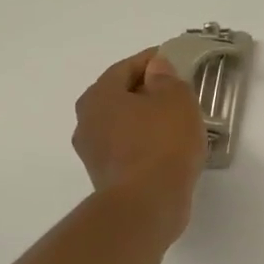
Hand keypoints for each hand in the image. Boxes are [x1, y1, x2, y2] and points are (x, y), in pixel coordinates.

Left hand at [72, 48, 207, 244]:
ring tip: (177, 122)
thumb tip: (156, 68)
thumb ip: (167, 78)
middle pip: (120, 95)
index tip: (174, 60)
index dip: (152, 60)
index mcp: (99, 95)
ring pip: (123, 124)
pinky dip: (145, 143)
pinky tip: (169, 148)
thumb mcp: (176, 100)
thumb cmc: (162, 142)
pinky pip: (128, 148)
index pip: (126, 67)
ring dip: (146, 119)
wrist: (147, 204)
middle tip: (177, 91)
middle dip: (147, 91)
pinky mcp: (106, 176)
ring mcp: (93, 152)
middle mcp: (87, 121)